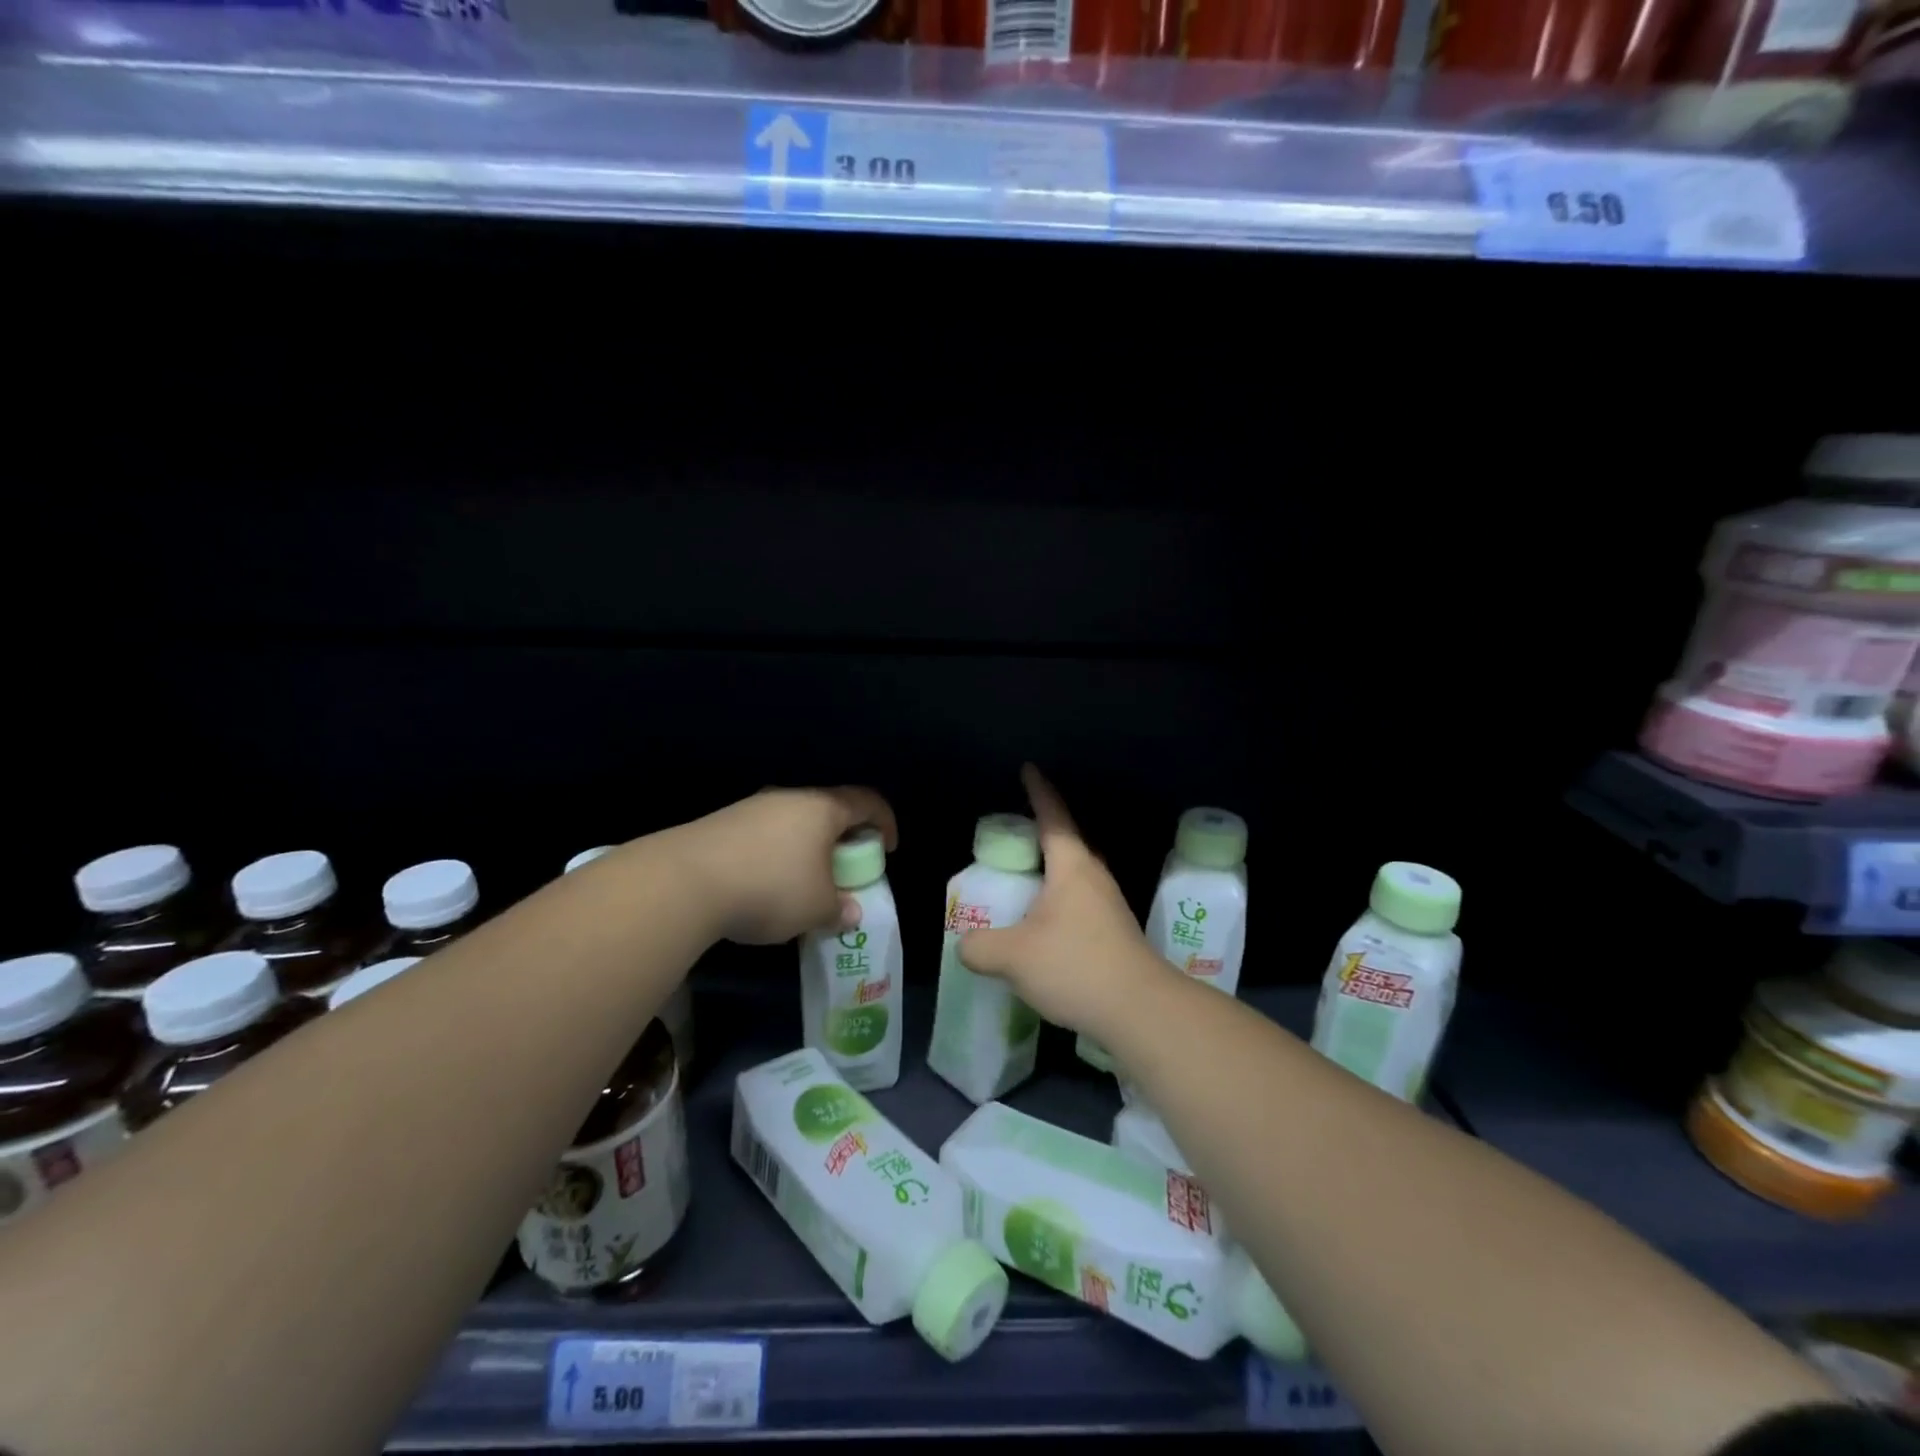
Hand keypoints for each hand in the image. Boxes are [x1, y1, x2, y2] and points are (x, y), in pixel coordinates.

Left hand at [673, 786, 897, 944]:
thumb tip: (850, 913)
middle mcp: (789, 798)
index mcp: (822, 808)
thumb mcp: (816, 908)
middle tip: (844, 869)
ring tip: (803, 883)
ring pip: (792, 823)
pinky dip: (775, 855)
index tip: (888, 848)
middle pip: (828, 810)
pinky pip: (763, 835)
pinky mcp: (721, 824)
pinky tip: (763, 886)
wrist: (684, 881)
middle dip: (842, 839)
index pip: (867, 802)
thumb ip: (840, 909)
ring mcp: (751, 808)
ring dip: (806, 848)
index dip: (885, 822)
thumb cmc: (771, 887)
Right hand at [958, 765, 1166, 1033]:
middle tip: (1008, 837)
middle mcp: (1093, 878)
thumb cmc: (1076, 966)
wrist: (1141, 1010)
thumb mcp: (1014, 956)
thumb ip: (980, 946)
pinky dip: (1053, 904)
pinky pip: (1075, 904)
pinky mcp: (1112, 933)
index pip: (1053, 817)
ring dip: (1046, 875)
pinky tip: (1037, 928)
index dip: (1039, 792)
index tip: (1029, 769)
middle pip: (1064, 844)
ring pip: (1071, 877)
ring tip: (1017, 884)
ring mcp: (1107, 906)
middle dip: (1038, 835)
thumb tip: (967, 945)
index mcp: (1072, 867)